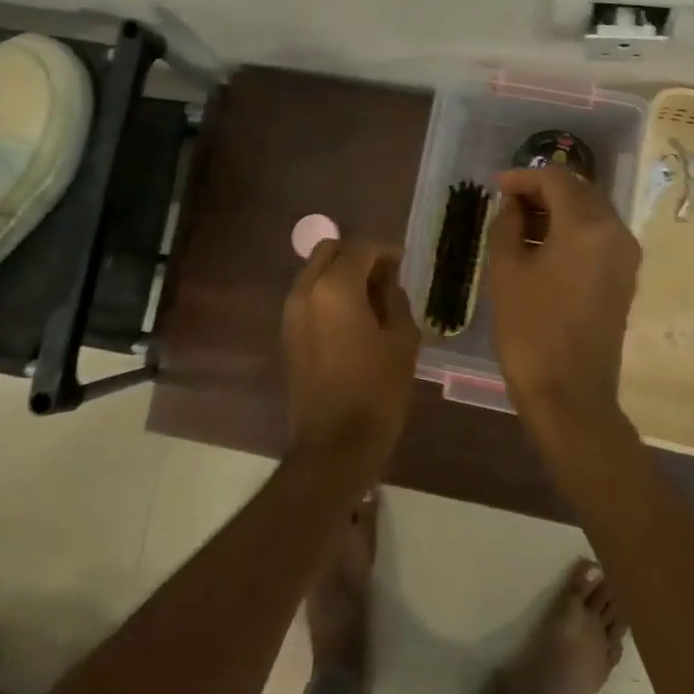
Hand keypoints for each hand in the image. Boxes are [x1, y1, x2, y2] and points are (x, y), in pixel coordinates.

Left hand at [283, 240, 420, 467]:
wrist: (335, 444)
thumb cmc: (377, 391)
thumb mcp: (402, 340)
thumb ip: (395, 300)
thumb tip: (388, 284)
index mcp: (335, 288)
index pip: (361, 249)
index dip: (386, 252)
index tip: (404, 264)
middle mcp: (306, 291)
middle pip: (329, 251)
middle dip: (358, 256)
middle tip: (385, 277)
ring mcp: (291, 313)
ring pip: (315, 272)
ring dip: (341, 275)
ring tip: (372, 299)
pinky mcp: (288, 334)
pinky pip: (309, 297)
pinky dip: (329, 294)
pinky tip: (354, 318)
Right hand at [487, 167, 640, 427]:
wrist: (570, 393)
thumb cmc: (530, 329)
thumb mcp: (506, 271)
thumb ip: (506, 224)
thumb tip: (513, 205)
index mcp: (587, 225)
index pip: (556, 179)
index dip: (523, 177)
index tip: (495, 186)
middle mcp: (615, 231)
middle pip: (579, 190)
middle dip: (542, 189)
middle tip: (506, 202)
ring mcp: (625, 256)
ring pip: (591, 212)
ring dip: (558, 209)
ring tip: (520, 223)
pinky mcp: (625, 278)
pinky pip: (598, 236)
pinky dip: (572, 230)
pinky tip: (543, 245)